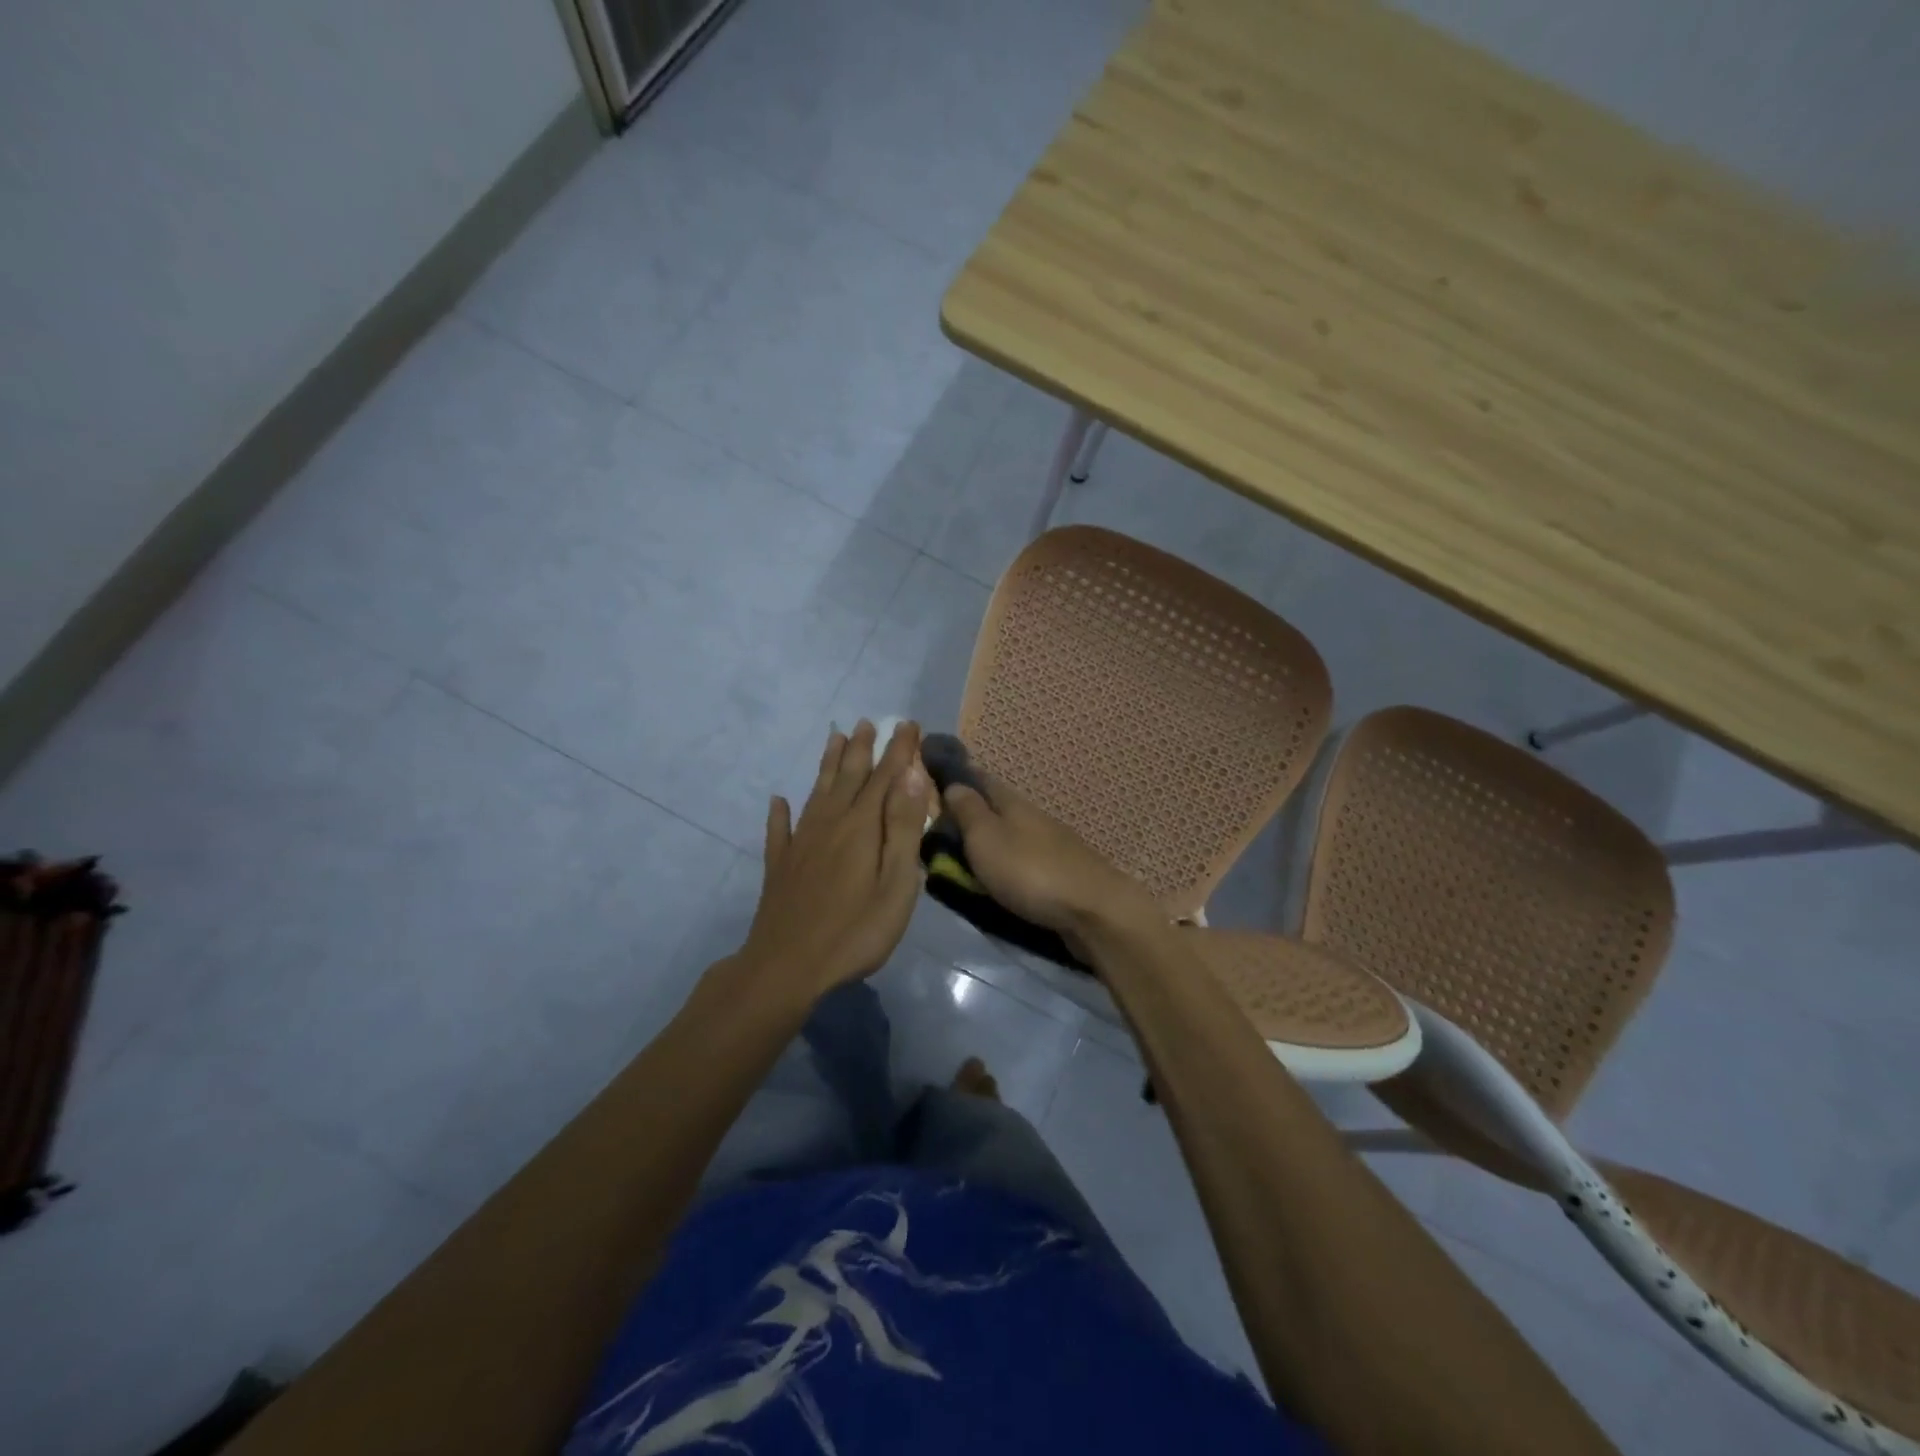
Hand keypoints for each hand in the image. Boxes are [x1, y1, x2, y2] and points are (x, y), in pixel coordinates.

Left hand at [738, 719, 930, 1001]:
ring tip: (834, 739)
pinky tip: (777, 801)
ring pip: (817, 793)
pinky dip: (780, 813)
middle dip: (862, 749)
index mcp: (861, 827)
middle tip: (867, 722)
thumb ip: (903, 828)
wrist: (787, 967)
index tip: (906, 724)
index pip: (885, 778)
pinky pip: (779, 830)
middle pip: (849, 777)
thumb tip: (911, 776)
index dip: (898, 751)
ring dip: (829, 765)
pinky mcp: (780, 866)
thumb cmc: (855, 931)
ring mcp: (800, 844)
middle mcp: (829, 824)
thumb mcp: (895, 883)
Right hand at [940, 772, 1157, 938]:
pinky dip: (1006, 863)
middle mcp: (1033, 817)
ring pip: (1011, 834)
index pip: (980, 778)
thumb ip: (968, 811)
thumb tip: (953, 784)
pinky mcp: (1061, 874)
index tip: (933, 777)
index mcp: (1013, 803)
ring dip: (990, 839)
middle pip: (996, 807)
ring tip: (963, 852)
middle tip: (940, 823)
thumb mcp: (986, 837)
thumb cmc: (1030, 871)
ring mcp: (1051, 845)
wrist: (1092, 912)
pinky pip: (1023, 860)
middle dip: (971, 810)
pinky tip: (998, 874)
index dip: (957, 776)